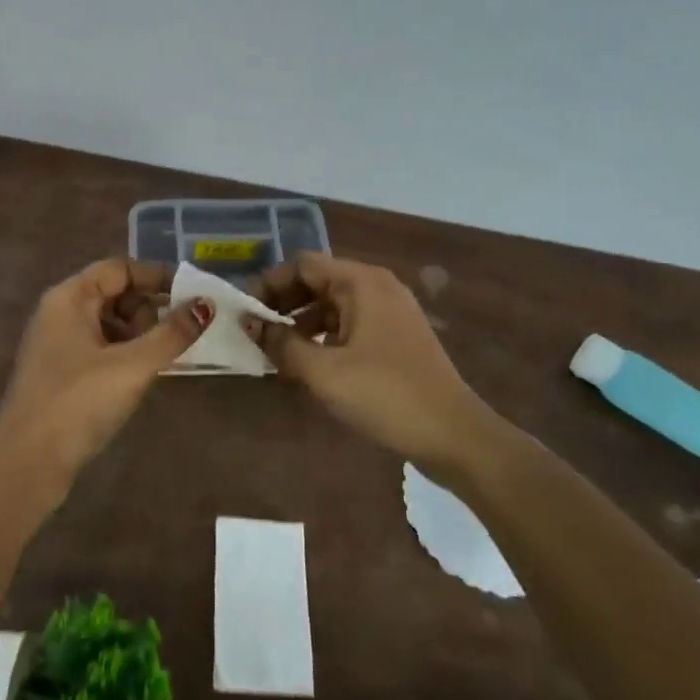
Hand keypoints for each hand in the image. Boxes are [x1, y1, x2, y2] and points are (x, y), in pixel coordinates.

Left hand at [0, 259, 209, 483]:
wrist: (26, 465)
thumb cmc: (77, 404)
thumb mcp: (132, 365)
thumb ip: (172, 334)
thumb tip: (207, 304)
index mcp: (69, 298)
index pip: (119, 269)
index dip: (156, 277)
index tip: (192, 296)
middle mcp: (60, 313)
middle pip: (114, 294)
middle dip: (148, 310)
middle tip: (173, 338)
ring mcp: (58, 344)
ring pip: (109, 324)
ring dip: (139, 336)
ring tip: (160, 362)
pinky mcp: (61, 374)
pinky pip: (101, 349)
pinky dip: (125, 355)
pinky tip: (141, 378)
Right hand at [245, 253, 494, 465]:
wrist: (454, 435)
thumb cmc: (385, 395)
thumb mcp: (323, 371)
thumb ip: (281, 343)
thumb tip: (248, 323)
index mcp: (361, 282)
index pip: (302, 264)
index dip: (269, 283)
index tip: (245, 312)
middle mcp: (377, 287)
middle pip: (317, 281)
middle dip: (283, 303)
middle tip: (255, 332)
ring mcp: (390, 312)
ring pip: (332, 305)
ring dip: (301, 322)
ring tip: (275, 351)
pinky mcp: (396, 338)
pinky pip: (349, 324)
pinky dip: (324, 336)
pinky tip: (308, 363)